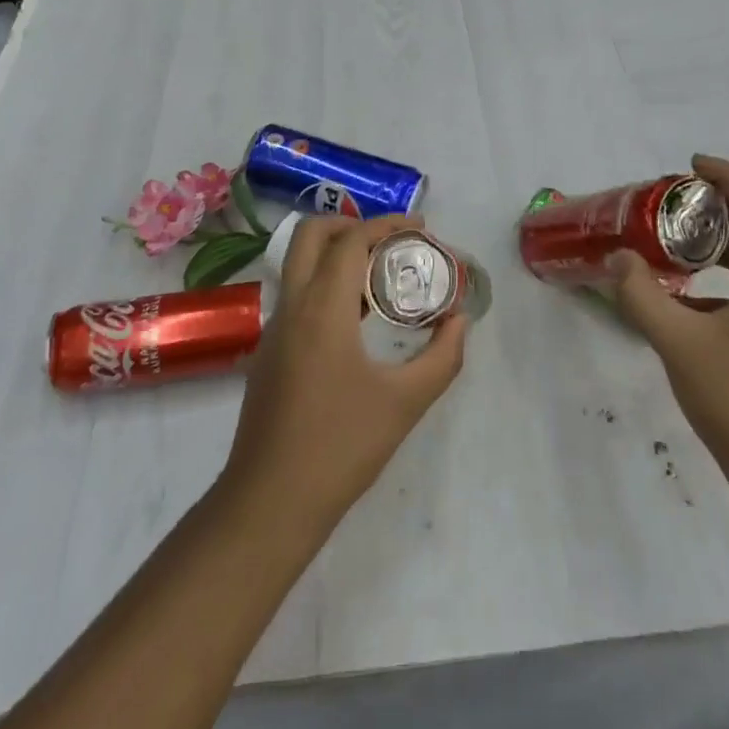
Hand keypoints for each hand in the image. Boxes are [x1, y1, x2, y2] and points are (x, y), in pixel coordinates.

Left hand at [223, 214, 466, 528]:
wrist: (269, 503)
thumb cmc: (341, 447)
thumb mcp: (405, 402)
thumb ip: (442, 357)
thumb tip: (459, 322)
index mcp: (321, 308)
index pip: (350, 240)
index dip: (386, 224)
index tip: (420, 228)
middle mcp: (291, 307)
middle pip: (309, 236)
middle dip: (350, 224)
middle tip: (390, 240)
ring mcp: (273, 331)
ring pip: (300, 266)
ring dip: (337, 254)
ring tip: (381, 276)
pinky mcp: (269, 354)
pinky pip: (297, 296)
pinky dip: (326, 284)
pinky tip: (357, 320)